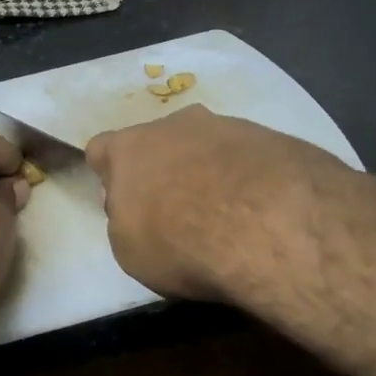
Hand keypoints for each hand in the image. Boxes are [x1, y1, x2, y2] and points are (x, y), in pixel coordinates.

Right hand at [87, 105, 375, 302]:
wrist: (269, 226)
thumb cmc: (180, 242)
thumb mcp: (130, 250)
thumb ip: (125, 221)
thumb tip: (137, 209)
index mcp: (130, 149)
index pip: (102, 148)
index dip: (109, 174)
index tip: (122, 202)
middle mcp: (174, 125)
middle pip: (158, 141)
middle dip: (163, 168)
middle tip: (177, 209)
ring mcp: (228, 125)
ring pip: (207, 145)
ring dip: (209, 170)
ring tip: (227, 213)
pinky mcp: (274, 138)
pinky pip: (249, 156)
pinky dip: (249, 178)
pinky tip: (262, 210)